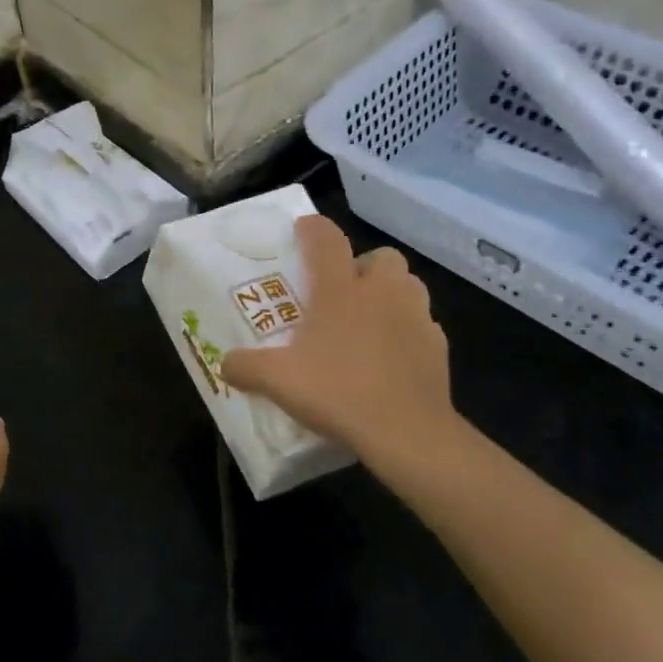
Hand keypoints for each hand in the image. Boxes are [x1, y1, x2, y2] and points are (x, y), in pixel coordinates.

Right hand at [221, 216, 463, 488]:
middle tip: (341, 292)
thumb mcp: (277, 381)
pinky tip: (389, 357)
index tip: (302, 230)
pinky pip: (422, 325)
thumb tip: (225, 364)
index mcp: (340, 290)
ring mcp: (416, 317)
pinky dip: (406, 331)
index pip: (327, 240)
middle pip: (381, 257)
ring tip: (367, 321)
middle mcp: (382, 293)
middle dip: (362, 266)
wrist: (407, 432)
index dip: (313, 229)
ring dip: (389, 294)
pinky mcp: (438, 346)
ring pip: (408, 286)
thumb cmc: (338, 392)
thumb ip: (245, 367)